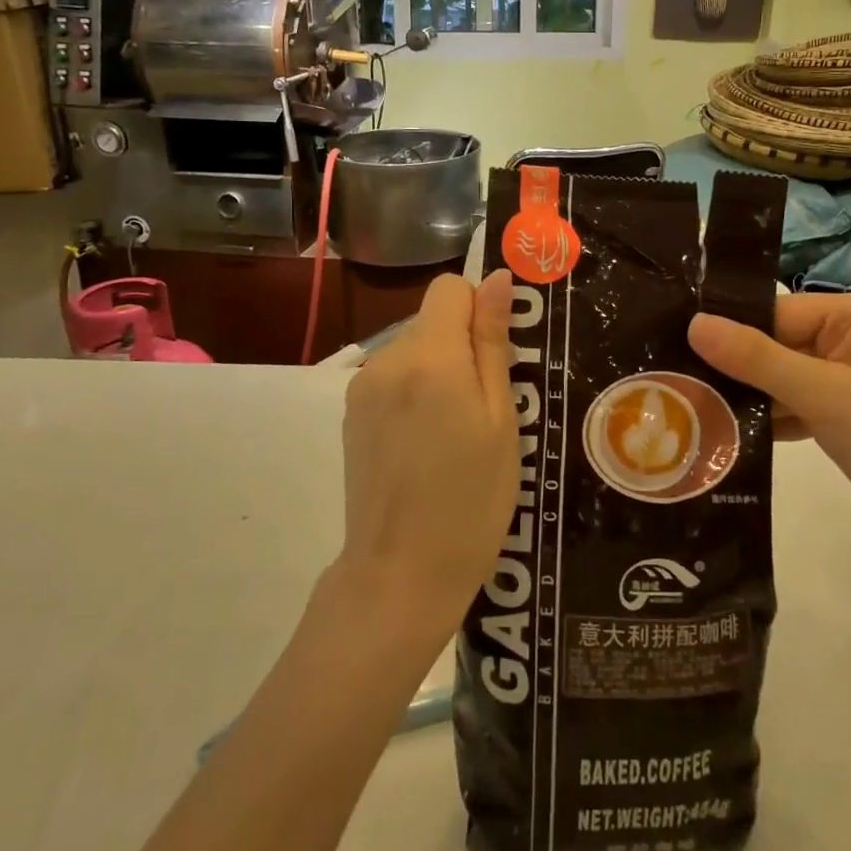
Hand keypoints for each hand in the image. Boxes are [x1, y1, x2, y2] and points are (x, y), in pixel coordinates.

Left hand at [338, 271, 518, 637]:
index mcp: (429, 355)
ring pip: (413, 350)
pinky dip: (414, 393)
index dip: (479, 308)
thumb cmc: (471, 497)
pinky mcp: (351, 414)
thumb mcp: (499, 418)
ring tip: (456, 432)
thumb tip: (496, 278)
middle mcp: (386, 359)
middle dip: (462, 344)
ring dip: (438, 370)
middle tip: (487, 405)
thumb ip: (492, 342)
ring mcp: (362, 388)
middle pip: (431, 320)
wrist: (401, 573)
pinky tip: (426, 443)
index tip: (497, 353)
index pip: (450, 288)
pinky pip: (392, 379)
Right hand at [688, 291, 850, 549]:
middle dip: (740, 368)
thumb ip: (757, 358)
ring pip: (787, 375)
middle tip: (679, 381)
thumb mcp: (824, 395)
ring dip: (753, 395)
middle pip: (782, 342)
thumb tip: (694, 322)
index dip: (734, 332)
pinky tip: (730, 430)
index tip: (678, 349)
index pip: (781, 311)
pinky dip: (774, 416)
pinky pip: (801, 402)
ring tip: (695, 406)